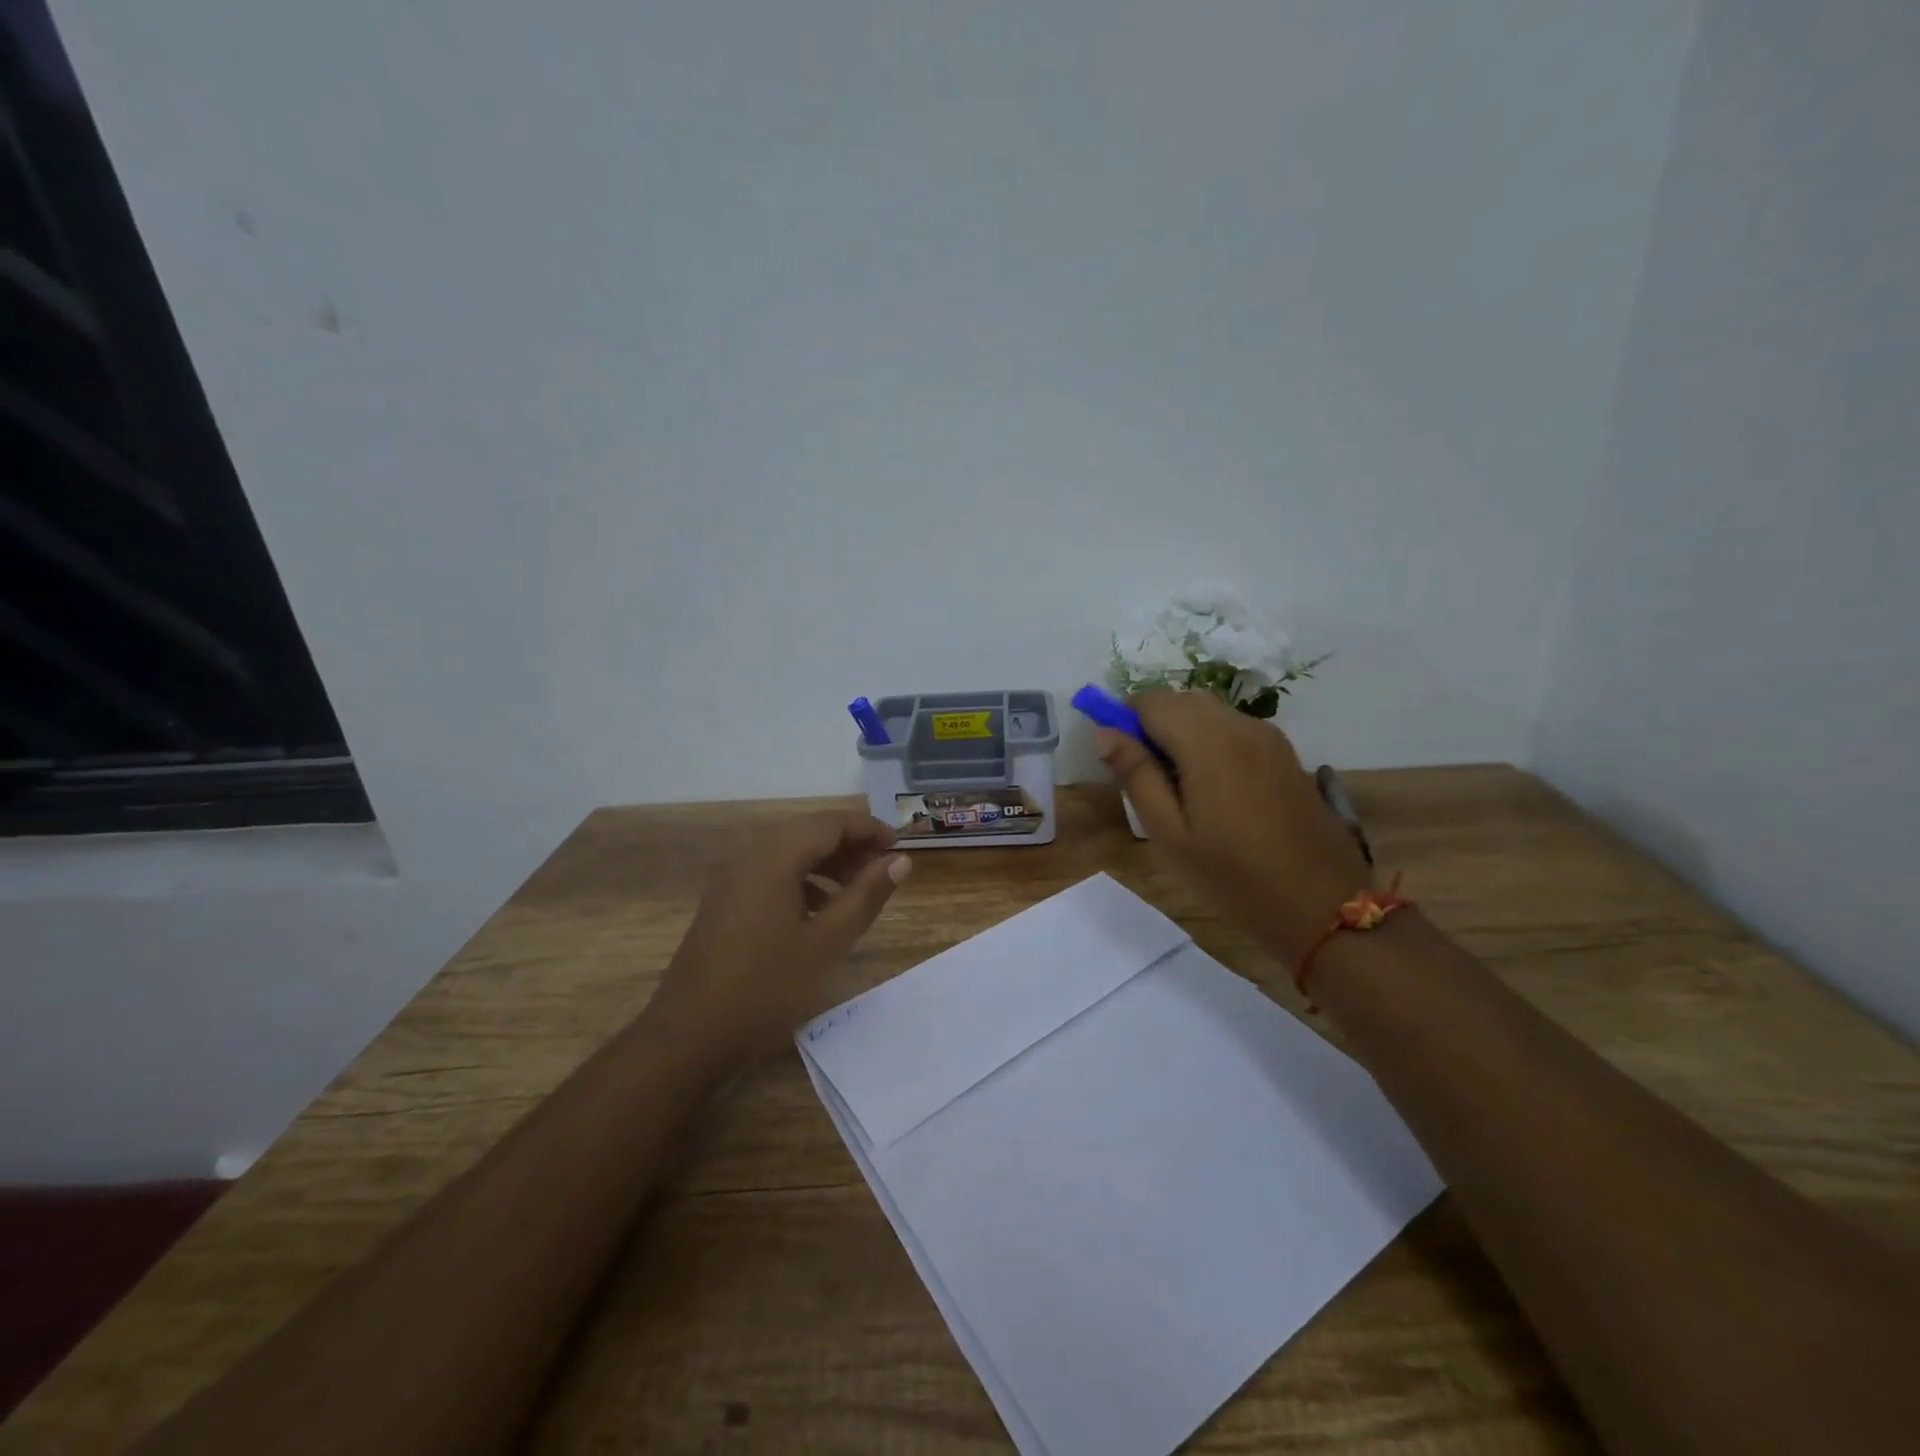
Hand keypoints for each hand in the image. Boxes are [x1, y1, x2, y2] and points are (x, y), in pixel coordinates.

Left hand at [646, 810, 910, 1070]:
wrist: (689, 1035)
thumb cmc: (765, 987)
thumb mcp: (827, 942)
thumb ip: (866, 895)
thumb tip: (900, 860)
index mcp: (775, 857)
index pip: (831, 822)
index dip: (868, 829)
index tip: (899, 848)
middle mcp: (750, 855)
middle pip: (809, 831)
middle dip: (850, 844)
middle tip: (884, 869)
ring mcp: (733, 878)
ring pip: (790, 851)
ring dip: (828, 862)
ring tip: (859, 889)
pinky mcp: (725, 900)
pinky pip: (772, 872)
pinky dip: (803, 879)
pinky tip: (821, 910)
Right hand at [1097, 690, 1369, 963]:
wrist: (1321, 906)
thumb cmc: (1233, 876)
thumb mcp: (1169, 833)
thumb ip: (1136, 775)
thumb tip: (1105, 732)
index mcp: (1208, 741)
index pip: (1151, 701)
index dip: (1125, 719)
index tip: (1119, 759)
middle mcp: (1240, 725)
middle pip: (1181, 700)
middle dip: (1153, 724)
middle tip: (1147, 779)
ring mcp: (1268, 737)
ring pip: (1209, 712)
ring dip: (1182, 732)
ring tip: (1179, 788)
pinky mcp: (1285, 753)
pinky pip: (1234, 729)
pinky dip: (1211, 741)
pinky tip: (1213, 790)